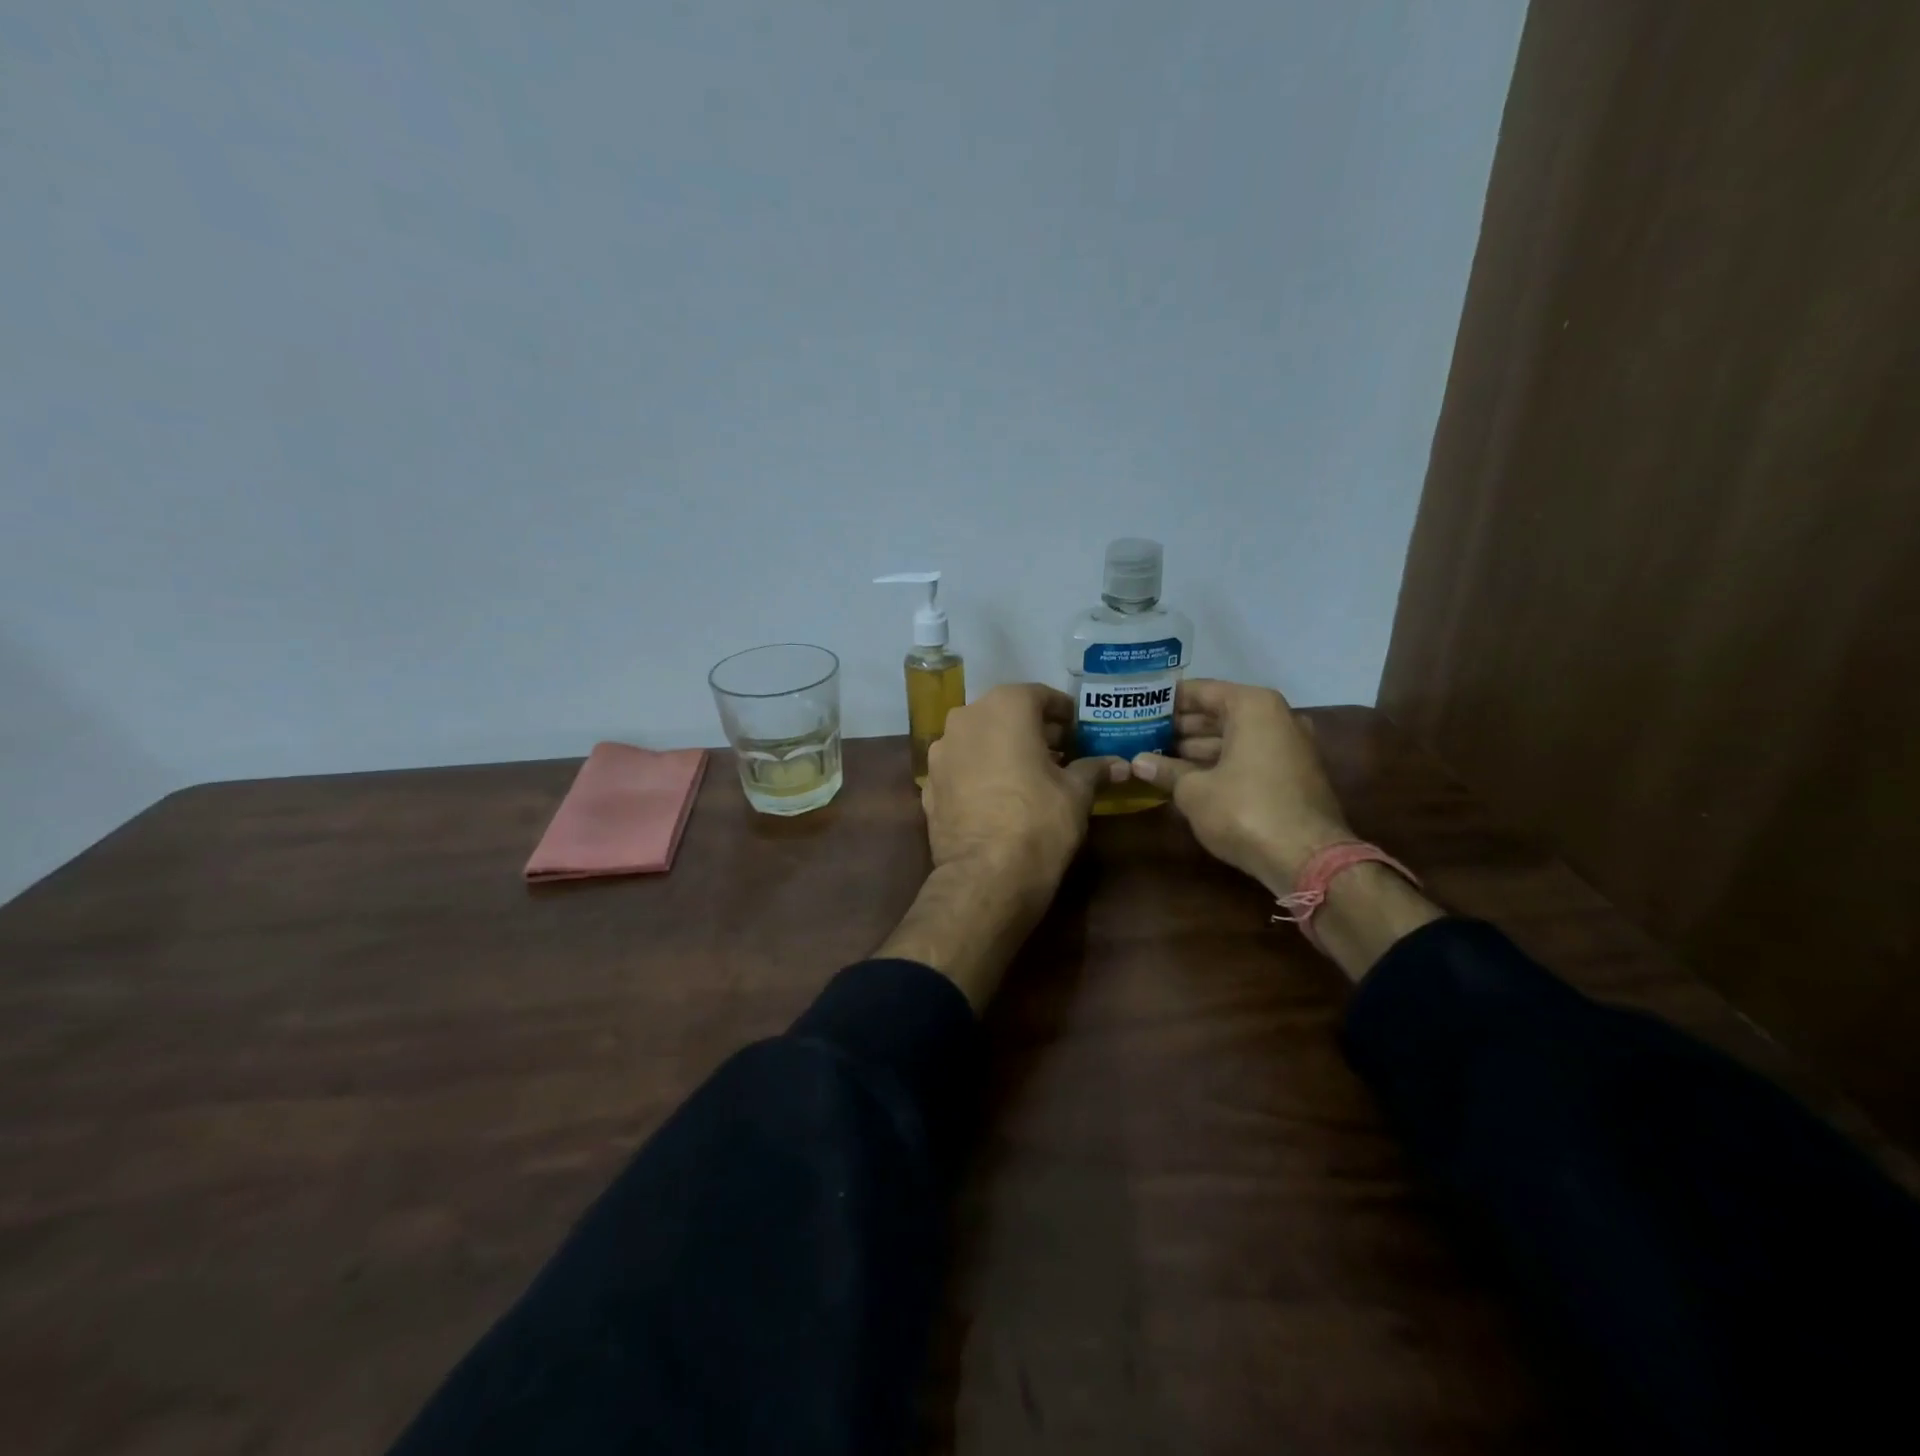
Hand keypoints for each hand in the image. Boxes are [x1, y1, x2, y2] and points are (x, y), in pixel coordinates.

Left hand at [879, 685, 1123, 1010]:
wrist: (986, 875)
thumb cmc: (1039, 821)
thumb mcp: (1076, 793)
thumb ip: (1094, 769)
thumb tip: (1120, 765)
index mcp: (1005, 706)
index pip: (1041, 696)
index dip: (1065, 714)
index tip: (1081, 733)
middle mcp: (966, 718)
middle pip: (1006, 714)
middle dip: (1034, 731)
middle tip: (1062, 754)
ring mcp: (941, 751)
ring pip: (980, 739)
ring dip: (1004, 749)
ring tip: (1030, 776)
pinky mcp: (928, 784)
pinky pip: (962, 767)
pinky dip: (980, 772)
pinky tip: (999, 796)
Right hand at [1128, 679, 1351, 894]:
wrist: (1306, 858)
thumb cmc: (1243, 810)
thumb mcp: (1193, 790)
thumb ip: (1165, 770)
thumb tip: (1138, 762)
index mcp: (1253, 706)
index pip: (1201, 691)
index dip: (1167, 700)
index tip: (1139, 706)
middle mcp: (1277, 717)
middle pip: (1219, 714)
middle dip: (1181, 726)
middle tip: (1142, 735)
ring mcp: (1289, 746)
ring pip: (1234, 738)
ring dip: (1197, 748)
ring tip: (1156, 757)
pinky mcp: (1293, 775)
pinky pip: (1248, 758)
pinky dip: (1220, 763)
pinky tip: (1186, 777)